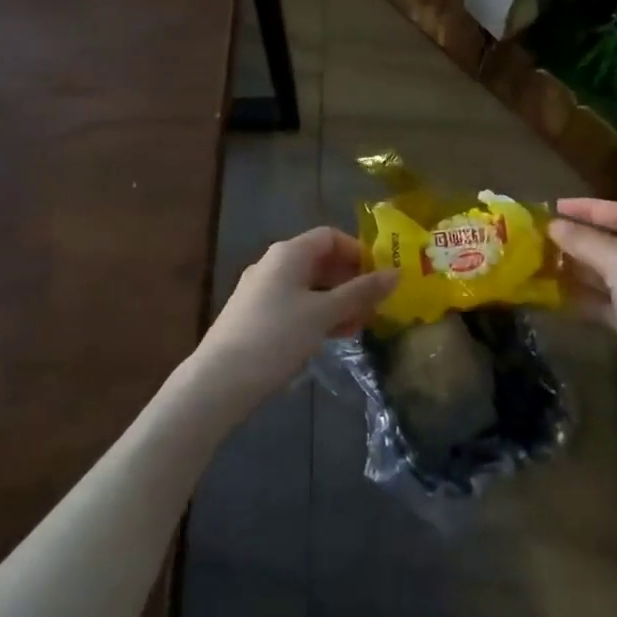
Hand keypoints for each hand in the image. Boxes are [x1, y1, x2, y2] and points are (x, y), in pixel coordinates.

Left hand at [189, 227, 396, 412]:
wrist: (220, 380)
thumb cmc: (277, 337)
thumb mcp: (324, 313)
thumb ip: (360, 292)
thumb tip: (396, 273)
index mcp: (288, 253)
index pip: (330, 236)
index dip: (358, 251)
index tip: (381, 276)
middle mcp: (272, 264)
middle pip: (319, 261)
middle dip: (350, 280)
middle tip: (376, 306)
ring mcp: (261, 291)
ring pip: (308, 286)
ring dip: (336, 301)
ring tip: (359, 326)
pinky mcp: (255, 316)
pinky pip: (294, 305)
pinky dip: (317, 314)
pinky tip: (332, 337)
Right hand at [548, 198, 616, 402]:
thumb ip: (585, 241)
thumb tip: (553, 225)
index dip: (589, 208)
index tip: (554, 208)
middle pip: (616, 243)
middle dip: (580, 240)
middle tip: (543, 238)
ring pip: (610, 275)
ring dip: (579, 270)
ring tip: (543, 264)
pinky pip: (609, 304)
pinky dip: (586, 299)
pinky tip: (558, 297)